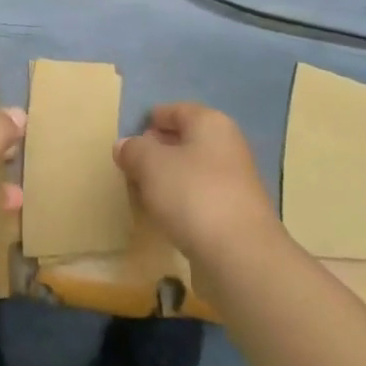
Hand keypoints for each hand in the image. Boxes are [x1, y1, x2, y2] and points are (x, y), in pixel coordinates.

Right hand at [116, 102, 280, 270]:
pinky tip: (164, 217)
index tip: (127, 138)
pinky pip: (200, 199)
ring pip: (192, 171)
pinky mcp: (234, 215)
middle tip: (130, 166)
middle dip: (157, 151)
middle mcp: (227, 146)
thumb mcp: (150, 165)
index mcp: (210, 123)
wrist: (239, 255)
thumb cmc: (192, 194)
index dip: (150, 121)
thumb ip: (134, 150)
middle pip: (185, 140)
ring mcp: (234, 182)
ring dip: (168, 180)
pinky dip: (181, 203)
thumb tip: (125, 145)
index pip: (175, 110)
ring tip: (142, 193)